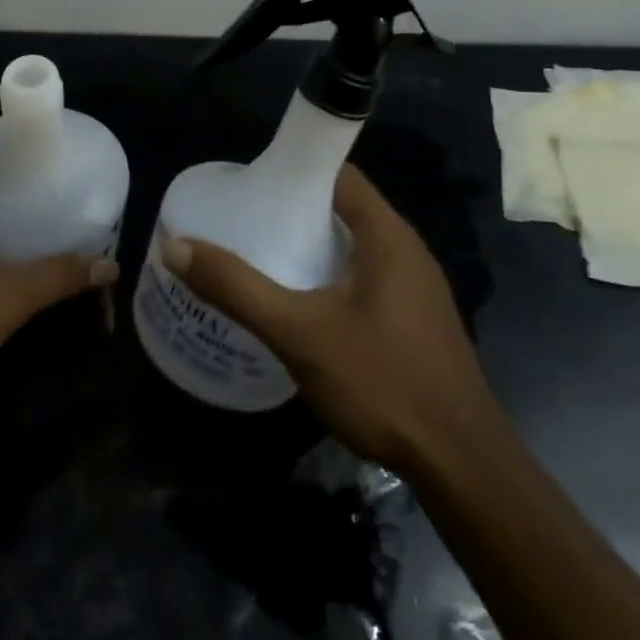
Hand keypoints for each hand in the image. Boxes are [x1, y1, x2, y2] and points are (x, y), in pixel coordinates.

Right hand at [162, 165, 495, 475]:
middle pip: (344, 210)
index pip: (339, 174)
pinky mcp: (418, 323)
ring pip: (356, 249)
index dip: (296, 172)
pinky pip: (368, 281)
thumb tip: (176, 246)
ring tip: (264, 262)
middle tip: (247, 226)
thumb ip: (237, 288)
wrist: (463, 466)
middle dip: (296, 214)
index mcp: (387, 234)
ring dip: (314, 250)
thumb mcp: (299, 333)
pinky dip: (333, 280)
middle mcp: (407, 251)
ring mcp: (417, 289)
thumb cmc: (382, 381)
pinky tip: (304, 310)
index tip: (253, 186)